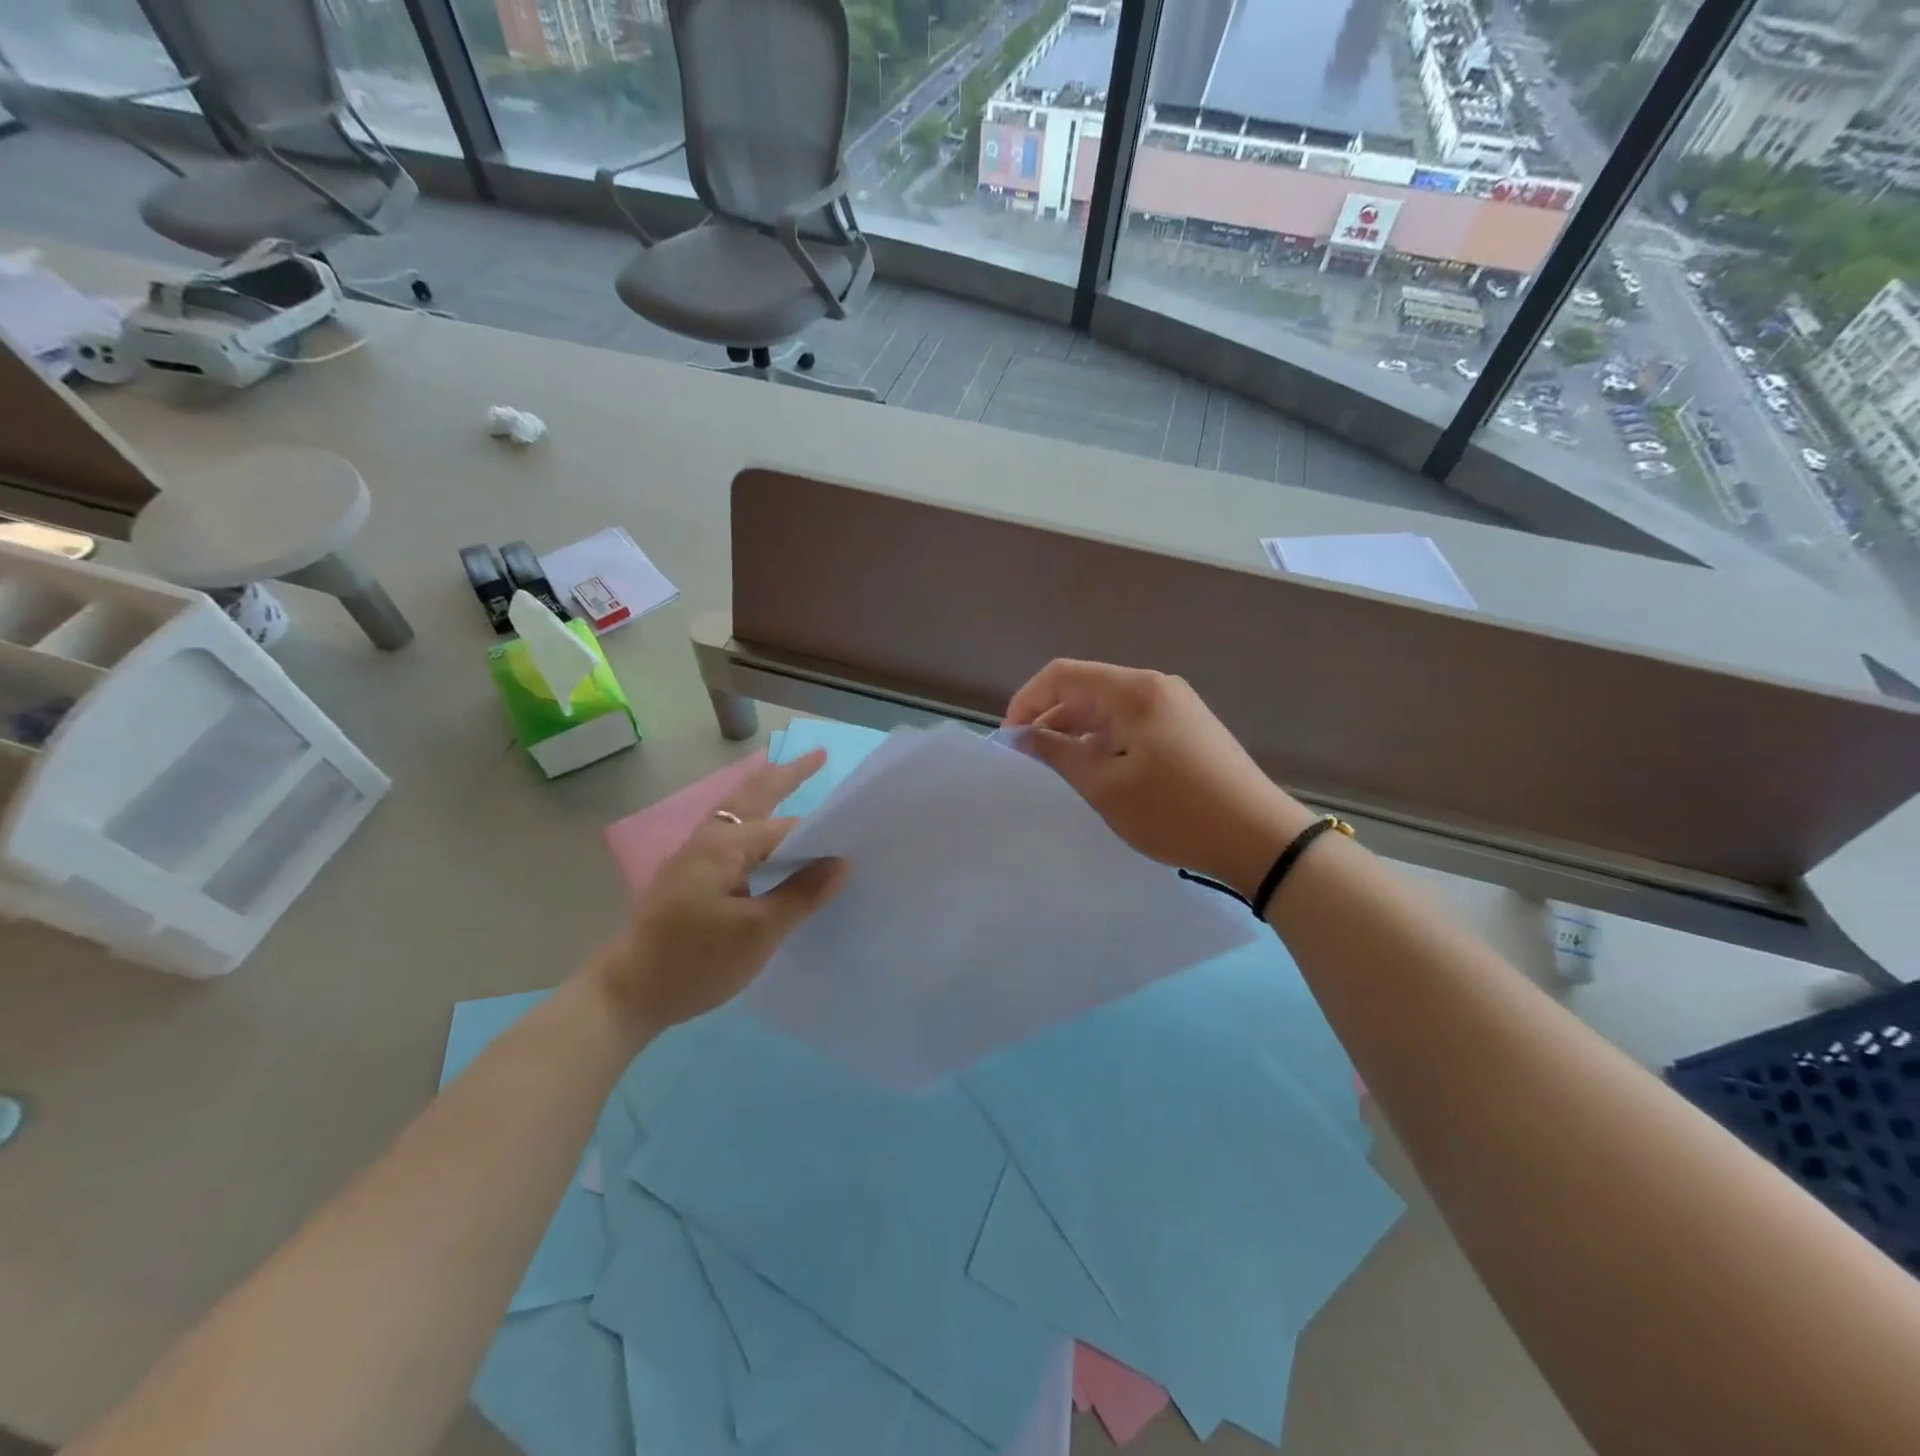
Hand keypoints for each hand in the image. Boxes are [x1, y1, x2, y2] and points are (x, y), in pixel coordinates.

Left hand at [586, 750, 846, 1035]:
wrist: (626, 993)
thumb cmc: (695, 960)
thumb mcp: (759, 931)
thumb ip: (802, 893)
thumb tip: (842, 862)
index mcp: (726, 844)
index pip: (787, 828)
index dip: (822, 833)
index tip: (855, 836)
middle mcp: (708, 839)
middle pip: (754, 796)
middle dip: (787, 776)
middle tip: (818, 756)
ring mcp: (694, 856)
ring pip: (737, 811)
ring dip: (765, 793)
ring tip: (790, 779)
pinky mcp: (688, 876)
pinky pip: (730, 833)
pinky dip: (752, 820)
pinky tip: (761, 837)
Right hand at [1005, 660, 1315, 898]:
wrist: (1261, 839)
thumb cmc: (1176, 811)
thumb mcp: (1106, 786)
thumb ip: (1058, 754)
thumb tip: (1024, 735)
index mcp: (1134, 690)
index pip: (1062, 675)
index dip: (1027, 701)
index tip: (1010, 742)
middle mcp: (1155, 687)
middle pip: (1086, 690)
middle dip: (1050, 719)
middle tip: (1029, 762)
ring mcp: (1176, 707)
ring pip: (1109, 710)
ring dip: (1077, 734)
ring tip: (1060, 773)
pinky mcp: (1188, 730)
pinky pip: (1132, 725)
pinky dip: (1105, 743)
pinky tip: (1099, 775)